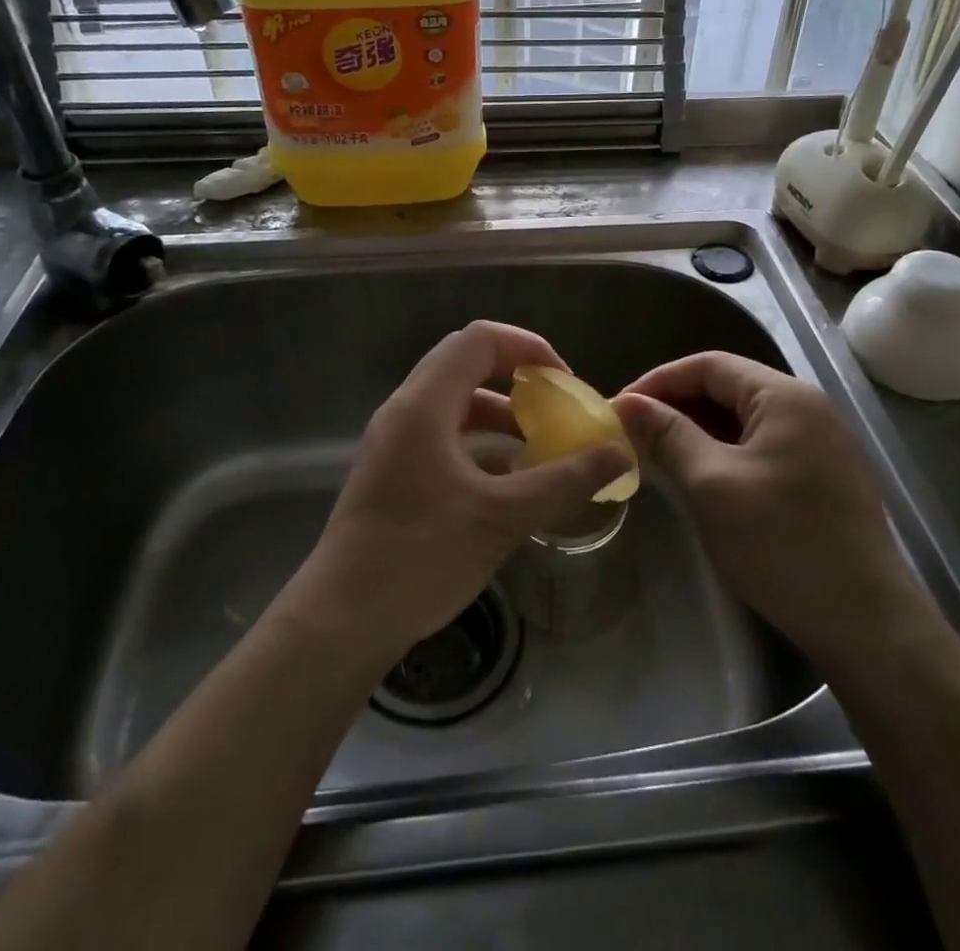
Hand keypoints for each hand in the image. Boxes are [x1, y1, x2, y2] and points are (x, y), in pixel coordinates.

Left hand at [297, 321, 632, 663]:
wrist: (341, 621)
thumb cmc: (419, 558)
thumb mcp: (501, 517)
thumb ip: (563, 480)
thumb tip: (618, 453)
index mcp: (424, 404)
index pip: (480, 339)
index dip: (528, 348)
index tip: (564, 383)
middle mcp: (405, 410)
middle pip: (466, 364)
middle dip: (518, 378)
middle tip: (556, 407)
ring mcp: (394, 440)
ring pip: (455, 402)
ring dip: (499, 413)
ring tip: (539, 444)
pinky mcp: (393, 470)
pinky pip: (443, 433)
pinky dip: (479, 441)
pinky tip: (507, 479)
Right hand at [614, 353, 919, 660]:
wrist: (867, 625)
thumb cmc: (782, 544)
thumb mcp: (712, 484)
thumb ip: (669, 435)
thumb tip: (628, 404)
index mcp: (785, 397)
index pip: (709, 365)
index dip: (659, 381)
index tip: (621, 408)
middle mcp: (810, 408)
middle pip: (729, 388)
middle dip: (678, 405)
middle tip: (635, 433)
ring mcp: (823, 444)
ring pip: (746, 420)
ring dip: (701, 431)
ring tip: (660, 455)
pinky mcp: (827, 477)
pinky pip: (765, 447)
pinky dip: (727, 452)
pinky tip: (704, 478)